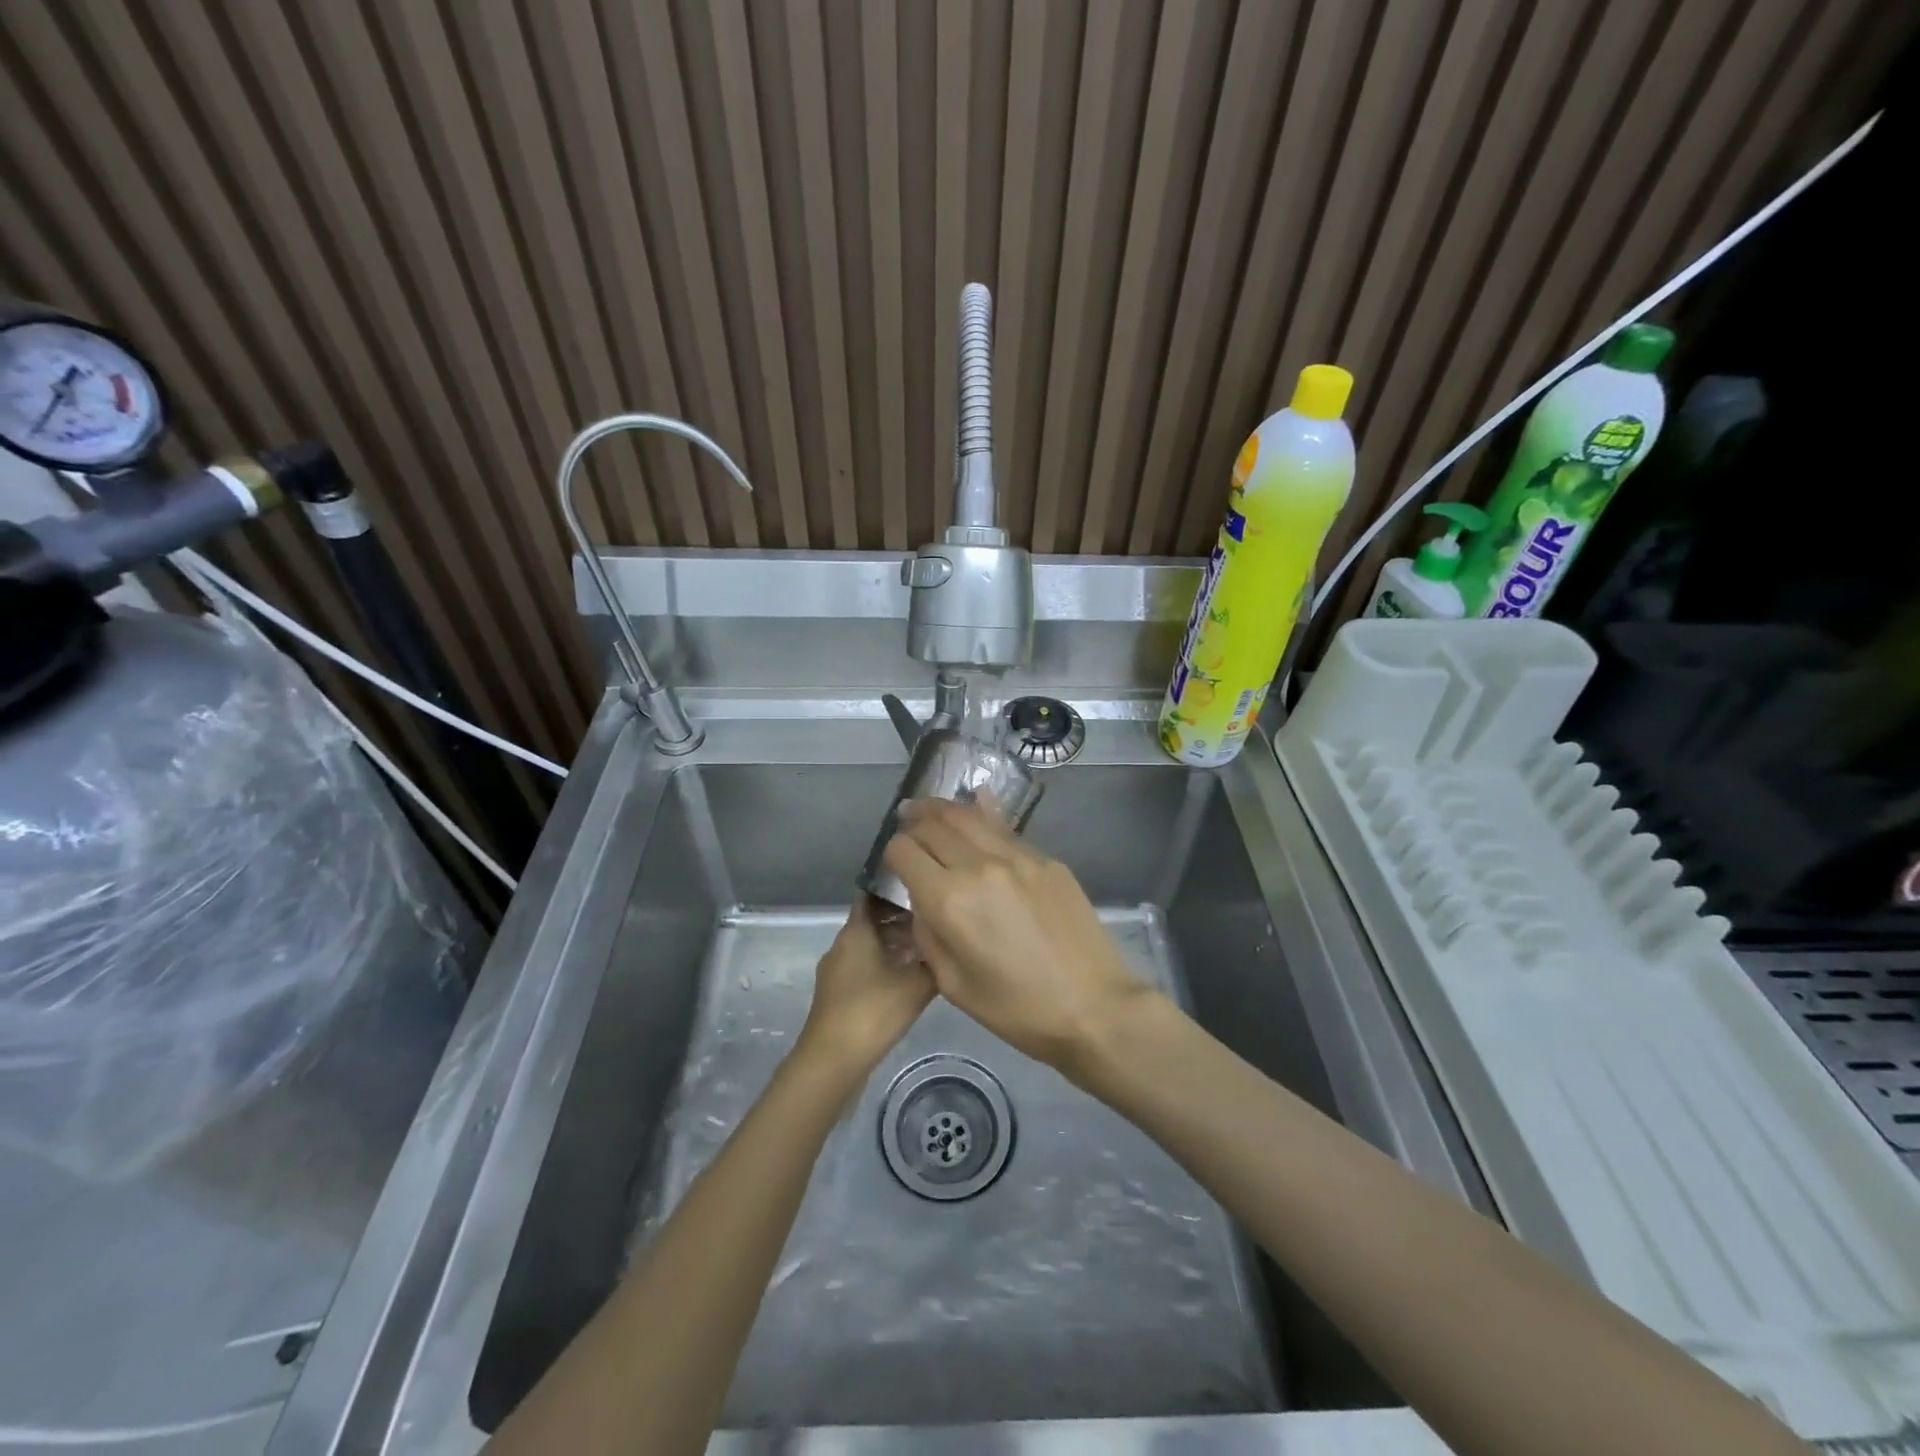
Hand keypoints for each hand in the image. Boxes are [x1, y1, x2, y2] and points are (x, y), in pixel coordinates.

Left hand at [797, 898, 934, 1073]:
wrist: (832, 1062)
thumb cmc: (872, 1011)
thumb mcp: (916, 984)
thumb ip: (935, 961)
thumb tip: (950, 945)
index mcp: (855, 931)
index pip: (872, 893)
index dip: (894, 886)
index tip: (921, 884)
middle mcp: (842, 945)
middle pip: (873, 920)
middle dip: (901, 917)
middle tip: (934, 917)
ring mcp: (837, 971)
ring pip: (870, 945)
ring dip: (895, 944)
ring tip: (928, 948)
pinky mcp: (839, 994)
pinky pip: (865, 967)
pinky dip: (886, 965)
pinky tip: (910, 979)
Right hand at [881, 799, 1153, 1072]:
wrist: (1094, 1006)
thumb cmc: (1018, 1009)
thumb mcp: (953, 984)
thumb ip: (928, 934)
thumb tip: (922, 900)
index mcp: (950, 900)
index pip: (905, 852)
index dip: (892, 852)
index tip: (894, 860)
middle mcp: (980, 866)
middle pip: (935, 824)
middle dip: (914, 822)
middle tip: (907, 820)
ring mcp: (1018, 857)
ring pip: (970, 816)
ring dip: (944, 809)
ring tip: (931, 808)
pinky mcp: (1046, 859)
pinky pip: (1004, 829)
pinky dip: (983, 815)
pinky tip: (977, 805)